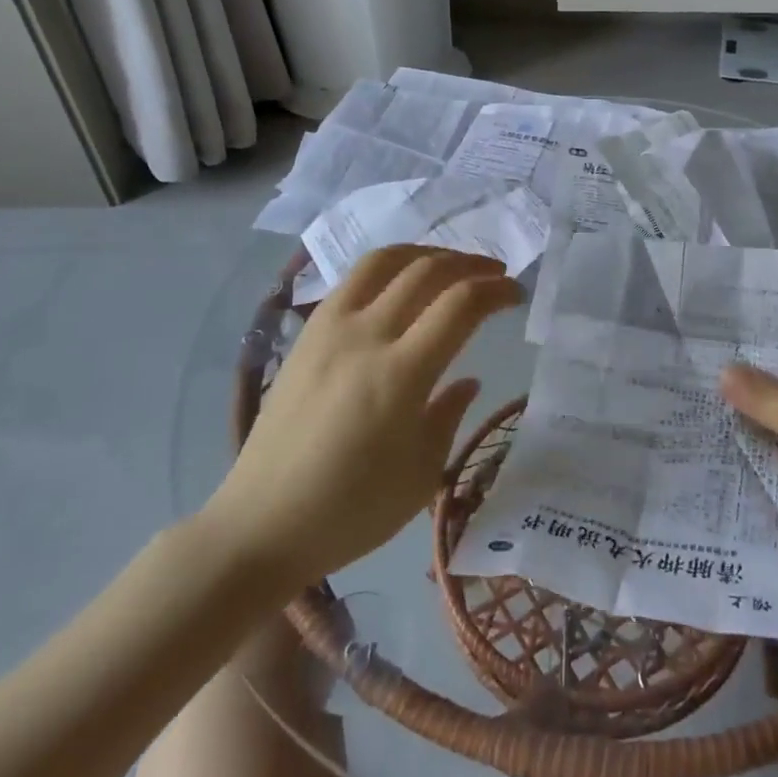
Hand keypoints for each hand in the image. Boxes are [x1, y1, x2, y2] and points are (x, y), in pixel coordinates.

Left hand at [208, 246, 521, 589]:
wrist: (261, 523)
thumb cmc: (350, 511)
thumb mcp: (420, 474)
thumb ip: (449, 415)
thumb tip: (468, 378)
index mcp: (400, 375)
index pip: (460, 305)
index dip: (496, 290)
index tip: (516, 294)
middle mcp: (365, 336)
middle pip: (427, 271)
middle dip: (470, 263)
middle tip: (494, 273)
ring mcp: (330, 328)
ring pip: (384, 260)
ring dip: (427, 252)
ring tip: (450, 263)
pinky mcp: (306, 333)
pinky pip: (352, 279)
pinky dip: (388, 267)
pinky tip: (399, 284)